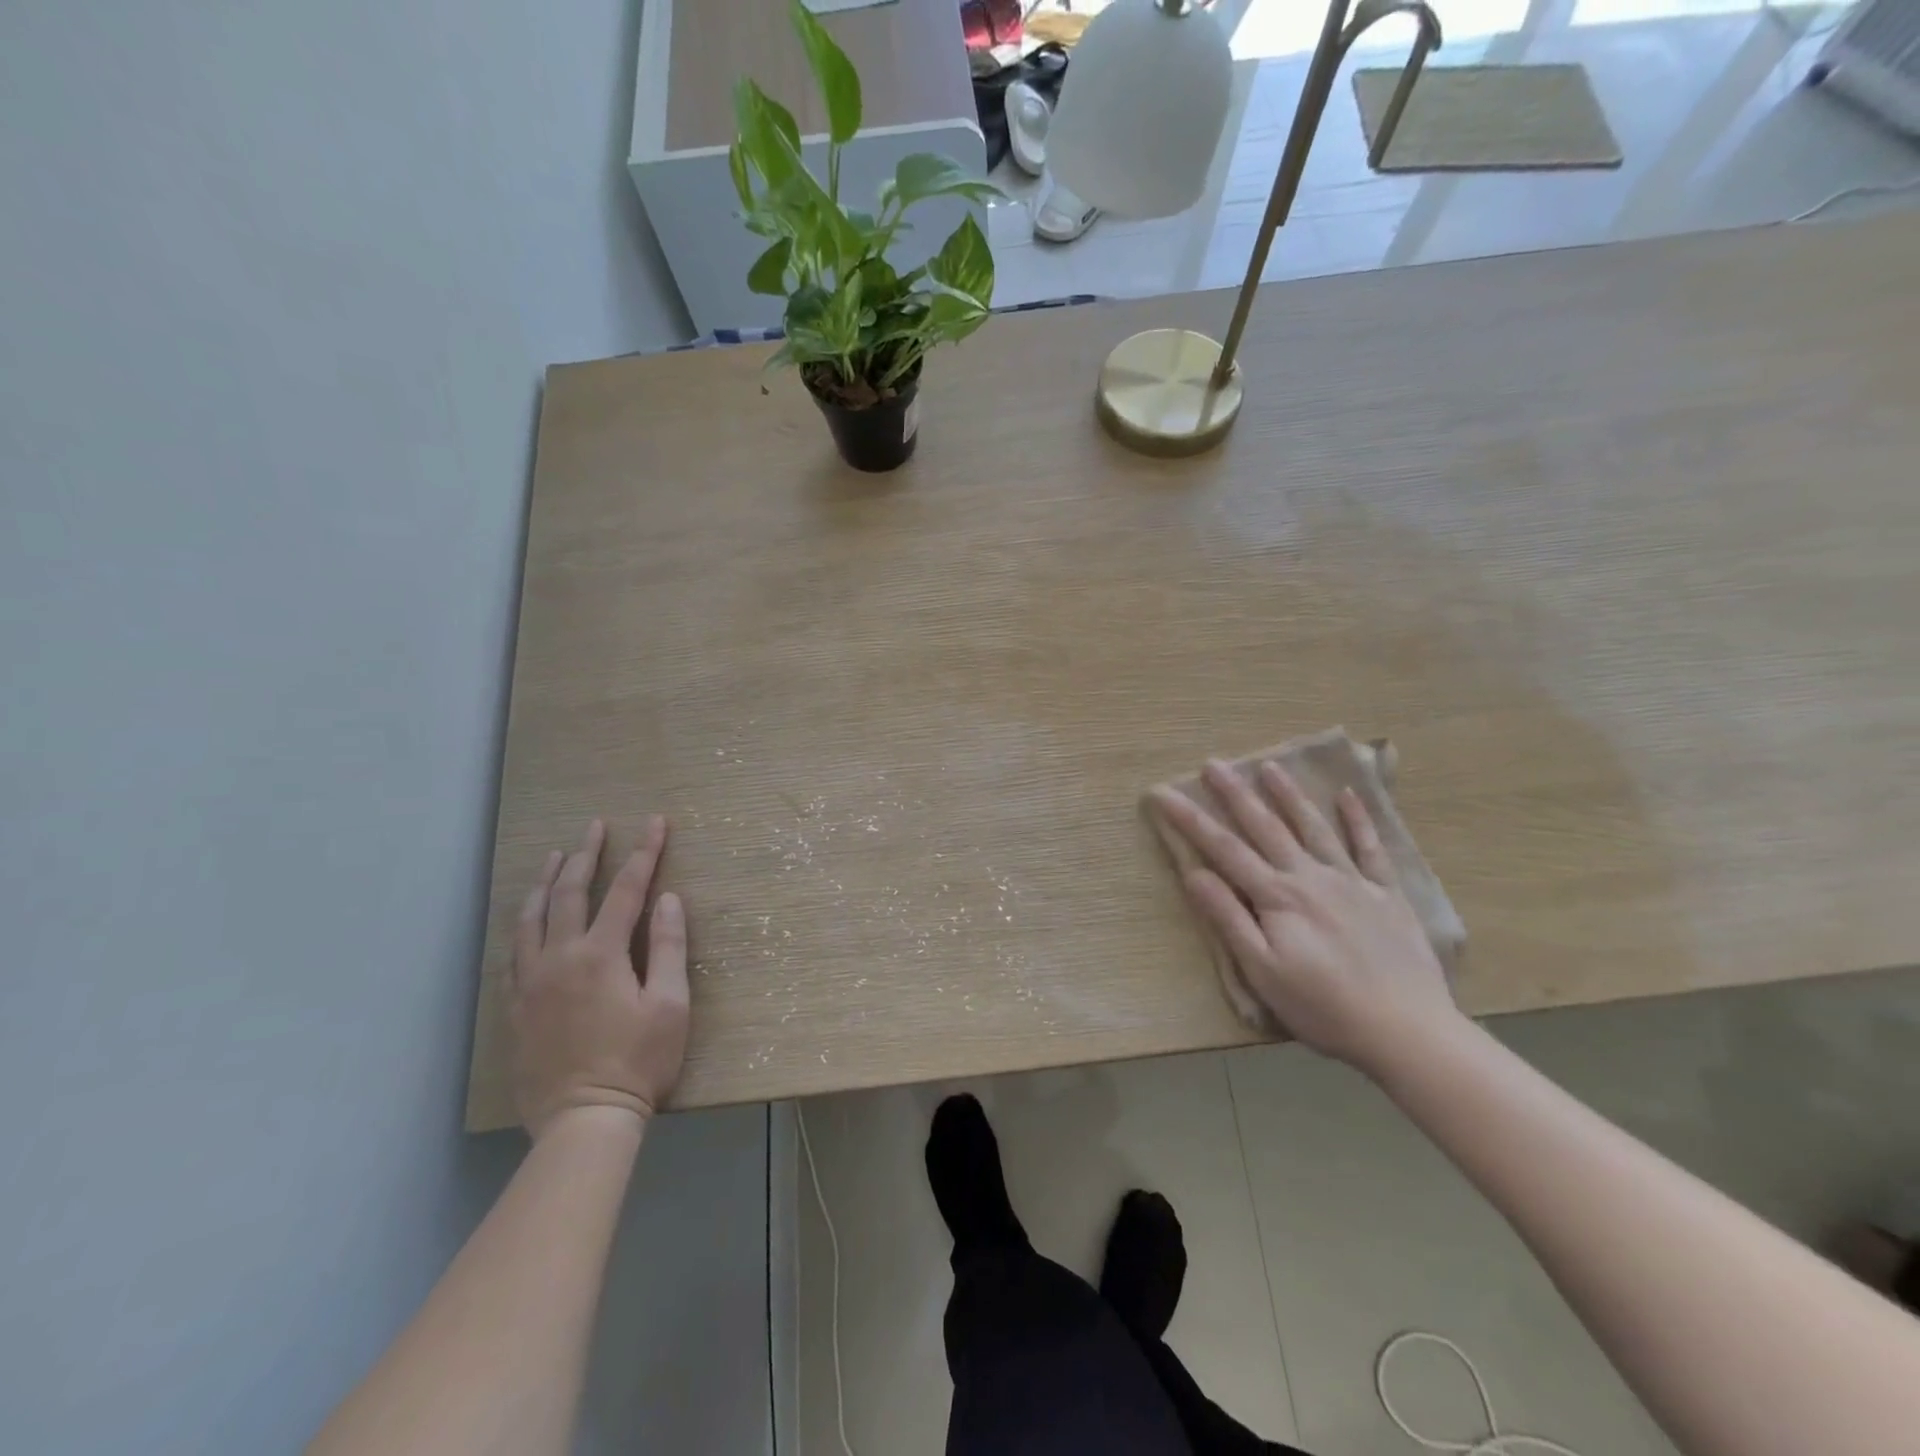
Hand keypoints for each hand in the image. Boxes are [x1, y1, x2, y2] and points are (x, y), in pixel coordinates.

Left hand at [510, 817, 689, 1137]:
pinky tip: (527, 918)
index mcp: (601, 954)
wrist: (583, 1120)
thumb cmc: (638, 1061)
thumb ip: (668, 947)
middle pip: (570, 893)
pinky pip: (514, 951)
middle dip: (587, 854)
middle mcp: (560, 957)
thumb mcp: (670, 1005)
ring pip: (531, 917)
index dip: (644, 853)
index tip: (656, 822)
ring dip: (546, 881)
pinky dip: (522, 922)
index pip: (626, 890)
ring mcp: (531, 981)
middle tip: (596, 826)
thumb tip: (667, 899)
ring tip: (556, 856)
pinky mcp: (516, 1006)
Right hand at [1149, 760, 1463, 1077]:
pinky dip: (1357, 820)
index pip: (1224, 849)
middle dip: (1236, 795)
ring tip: (1270, 766)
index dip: (1191, 819)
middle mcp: (1311, 877)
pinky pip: (1369, 848)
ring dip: (1289, 796)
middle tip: (1214, 764)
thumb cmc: (1323, 1007)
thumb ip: (1229, 918)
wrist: (1406, 1030)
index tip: (1165, 793)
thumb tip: (1194, 873)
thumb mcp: (1262, 970)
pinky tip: (1346, 796)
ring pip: (1314, 828)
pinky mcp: (1387, 894)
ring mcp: (1352, 881)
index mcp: (1277, 897)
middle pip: (1266, 828)